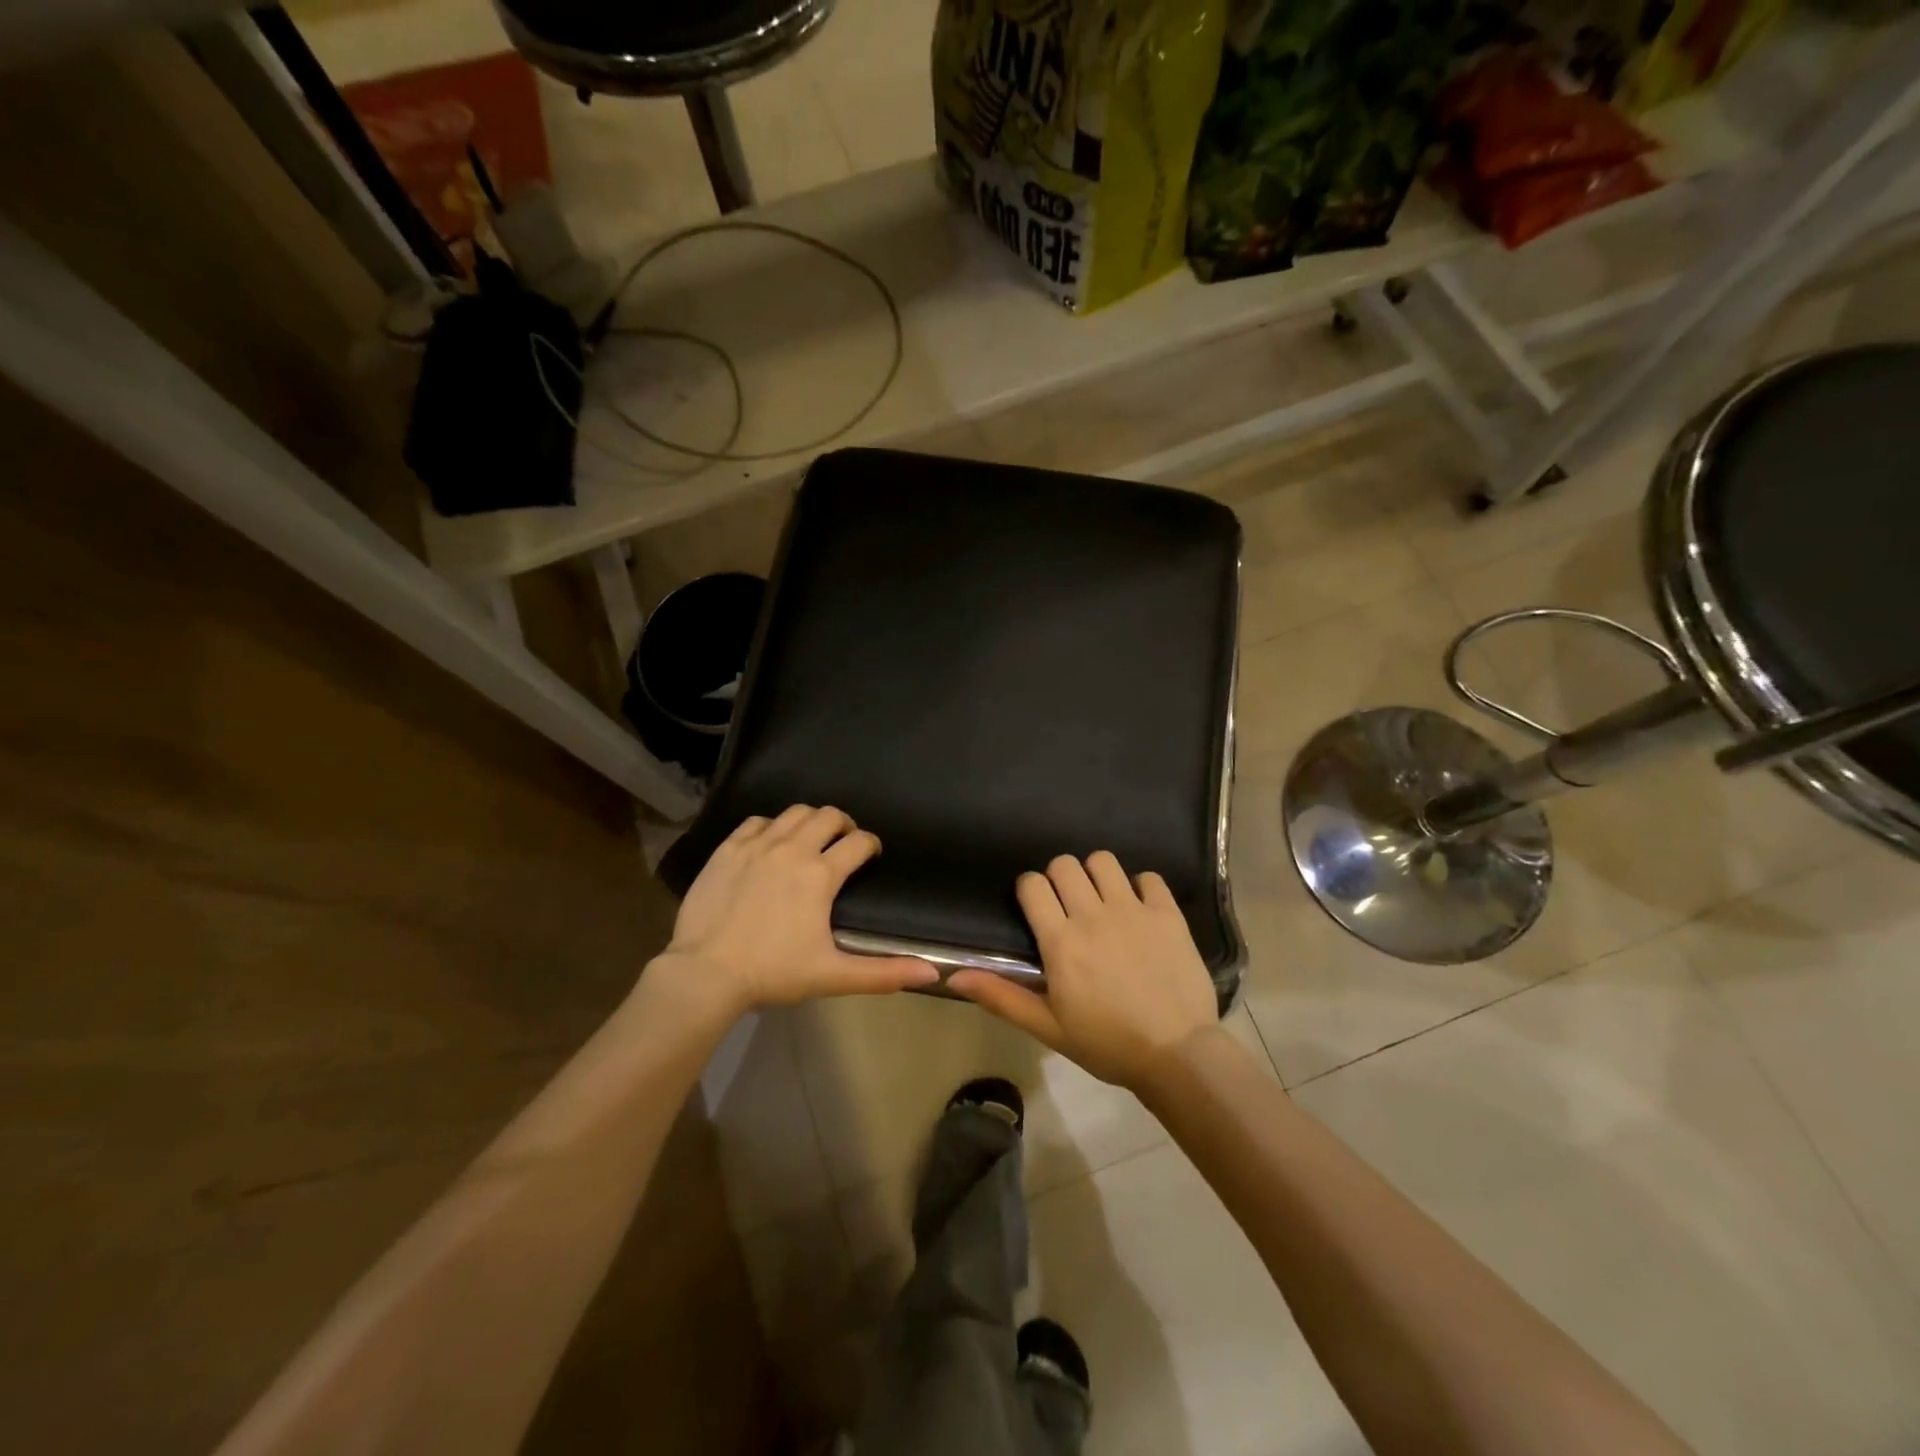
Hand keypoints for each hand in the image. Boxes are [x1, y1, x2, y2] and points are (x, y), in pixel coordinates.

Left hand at [659, 805, 938, 1014]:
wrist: (706, 973)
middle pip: (829, 816)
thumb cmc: (774, 973)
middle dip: (843, 824)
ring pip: (794, 812)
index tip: (871, 853)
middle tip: (843, 842)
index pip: (859, 842)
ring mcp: (757, 845)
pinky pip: (757, 821)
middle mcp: (793, 849)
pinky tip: (770, 843)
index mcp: (821, 875)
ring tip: (810, 838)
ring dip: (810, 820)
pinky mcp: (728, 849)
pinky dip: (771, 826)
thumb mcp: (833, 976)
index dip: (871, 844)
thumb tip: (932, 973)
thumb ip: (884, 972)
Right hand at [949, 852, 1218, 1089]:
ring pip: (1104, 861)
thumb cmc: (1107, 1044)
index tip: (1037, 908)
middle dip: (1060, 879)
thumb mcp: (1048, 1027)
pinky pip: (1149, 877)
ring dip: (1097, 876)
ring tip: (1103, 902)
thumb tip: (955, 975)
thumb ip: (1002, 996)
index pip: (1032, 884)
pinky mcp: (1168, 914)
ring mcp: (1134, 910)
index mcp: (1061, 941)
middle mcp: (1093, 915)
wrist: (1177, 1056)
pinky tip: (1140, 910)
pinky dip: (1141, 887)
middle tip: (1068, 907)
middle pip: (1064, 864)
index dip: (1030, 890)